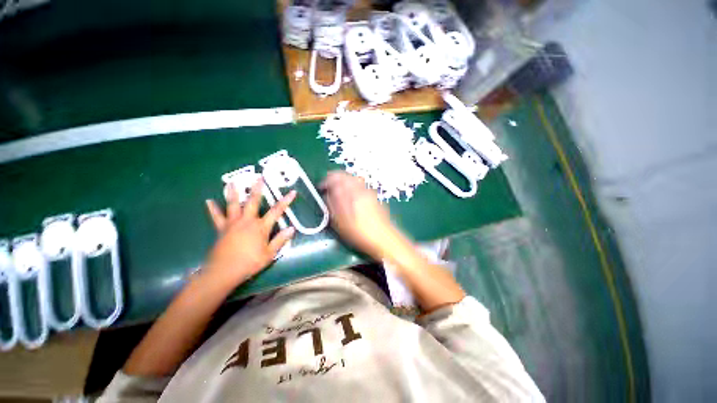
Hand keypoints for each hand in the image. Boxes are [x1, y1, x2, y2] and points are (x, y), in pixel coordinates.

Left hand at [204, 179, 295, 286]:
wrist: (224, 271)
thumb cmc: (250, 263)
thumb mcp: (270, 254)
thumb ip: (280, 240)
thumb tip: (292, 228)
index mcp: (261, 227)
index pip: (277, 211)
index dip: (286, 201)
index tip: (292, 192)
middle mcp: (247, 221)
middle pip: (253, 202)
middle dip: (257, 189)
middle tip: (259, 177)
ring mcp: (233, 224)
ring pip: (233, 205)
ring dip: (233, 193)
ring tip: (232, 182)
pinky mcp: (222, 229)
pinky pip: (217, 217)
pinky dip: (213, 209)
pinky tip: (209, 201)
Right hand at [320, 171, 400, 259]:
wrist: (383, 238)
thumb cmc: (360, 233)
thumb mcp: (341, 222)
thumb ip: (333, 205)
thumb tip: (328, 194)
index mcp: (352, 194)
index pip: (336, 178)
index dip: (327, 180)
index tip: (321, 187)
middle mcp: (361, 189)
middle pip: (346, 176)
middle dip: (335, 178)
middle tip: (329, 187)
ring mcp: (369, 192)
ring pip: (354, 179)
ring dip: (344, 181)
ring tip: (339, 191)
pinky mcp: (375, 196)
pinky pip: (361, 185)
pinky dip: (353, 186)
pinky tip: (351, 196)